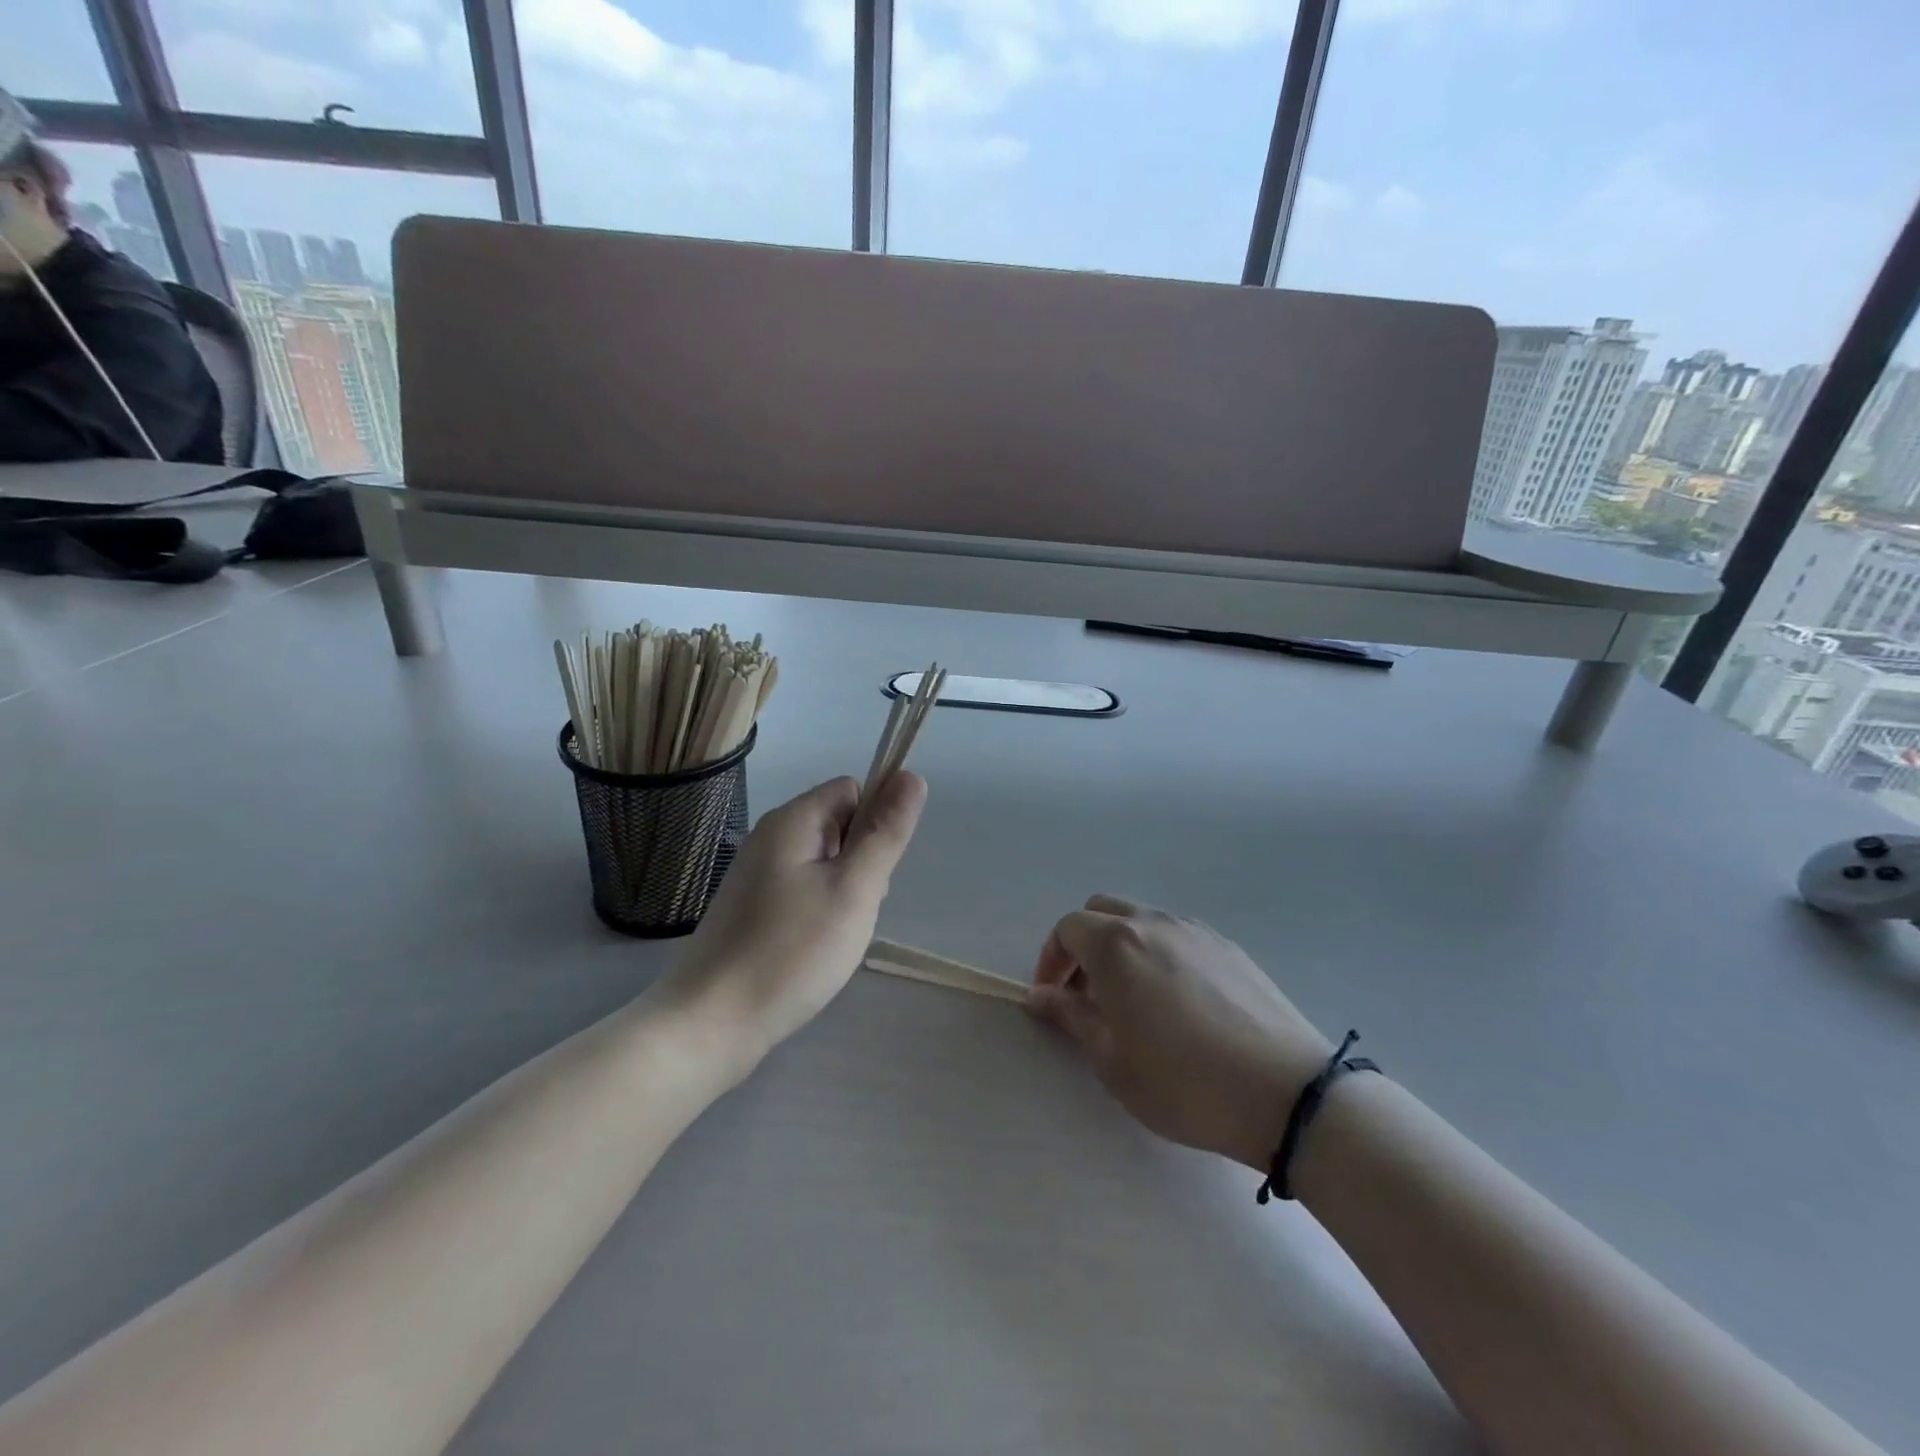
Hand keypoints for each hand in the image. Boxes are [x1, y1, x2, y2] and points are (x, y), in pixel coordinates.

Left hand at [658, 772, 927, 1074]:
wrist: (711, 1023)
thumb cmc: (791, 952)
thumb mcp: (854, 890)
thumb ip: (885, 833)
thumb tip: (911, 775)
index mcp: (792, 821)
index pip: (852, 790)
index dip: (875, 822)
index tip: (873, 873)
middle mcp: (770, 837)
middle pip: (838, 825)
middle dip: (861, 862)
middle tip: (855, 911)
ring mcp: (756, 875)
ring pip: (823, 863)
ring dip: (843, 892)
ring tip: (836, 936)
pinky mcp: (750, 908)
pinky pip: (802, 890)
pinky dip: (819, 912)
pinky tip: (815, 949)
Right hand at [1027, 896, 1334, 1170]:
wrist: (1287, 1093)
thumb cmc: (1185, 1082)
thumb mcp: (1113, 1061)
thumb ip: (1071, 1017)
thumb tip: (1041, 994)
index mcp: (1116, 945)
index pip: (1067, 928)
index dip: (1051, 959)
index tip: (1052, 996)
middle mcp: (1153, 923)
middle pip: (1102, 912)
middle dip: (1083, 945)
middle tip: (1086, 992)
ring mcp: (1195, 930)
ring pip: (1142, 920)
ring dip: (1122, 947)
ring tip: (1133, 1000)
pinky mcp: (1229, 947)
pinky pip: (1177, 935)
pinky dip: (1159, 953)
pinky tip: (1177, 1001)